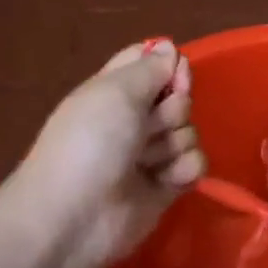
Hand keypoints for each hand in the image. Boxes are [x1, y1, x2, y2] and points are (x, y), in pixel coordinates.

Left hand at [6, 40, 205, 267]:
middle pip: (178, 97)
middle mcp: (134, 120)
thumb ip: (150, 67)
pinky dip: (185, 169)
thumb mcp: (116, 92)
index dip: (169, 66)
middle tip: (149, 127)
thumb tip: (170, 48)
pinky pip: (195, 164)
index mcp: (116, 91)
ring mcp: (151, 154)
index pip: (152, 63)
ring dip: (175, 143)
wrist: (72, 219)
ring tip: (148, 162)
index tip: (174, 78)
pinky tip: (166, 180)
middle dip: (173, 110)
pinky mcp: (167, 186)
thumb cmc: (90, 144)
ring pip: (189, 131)